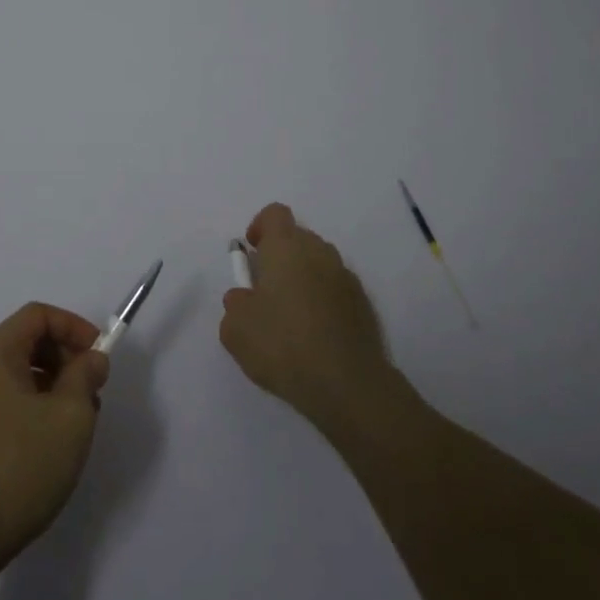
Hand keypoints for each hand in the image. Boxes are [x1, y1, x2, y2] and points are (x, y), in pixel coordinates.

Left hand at [0, 303, 110, 580]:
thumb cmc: (20, 467)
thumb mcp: (70, 417)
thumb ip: (86, 376)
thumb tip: (91, 358)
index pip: (38, 315)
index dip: (74, 327)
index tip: (99, 356)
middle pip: (26, 341)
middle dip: (65, 358)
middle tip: (92, 392)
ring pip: (18, 373)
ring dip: (53, 385)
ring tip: (76, 422)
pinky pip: (4, 399)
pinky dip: (33, 405)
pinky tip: (50, 442)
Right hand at [220, 202, 393, 430]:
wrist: (347, 385)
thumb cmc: (282, 345)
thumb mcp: (235, 328)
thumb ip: (235, 304)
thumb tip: (244, 297)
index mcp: (286, 247)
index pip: (274, 214)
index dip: (260, 227)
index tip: (252, 253)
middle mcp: (319, 252)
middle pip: (298, 238)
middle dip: (281, 257)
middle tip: (266, 292)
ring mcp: (346, 278)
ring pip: (319, 264)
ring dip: (303, 279)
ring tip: (290, 318)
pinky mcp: (364, 305)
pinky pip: (336, 290)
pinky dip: (323, 302)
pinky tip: (314, 336)